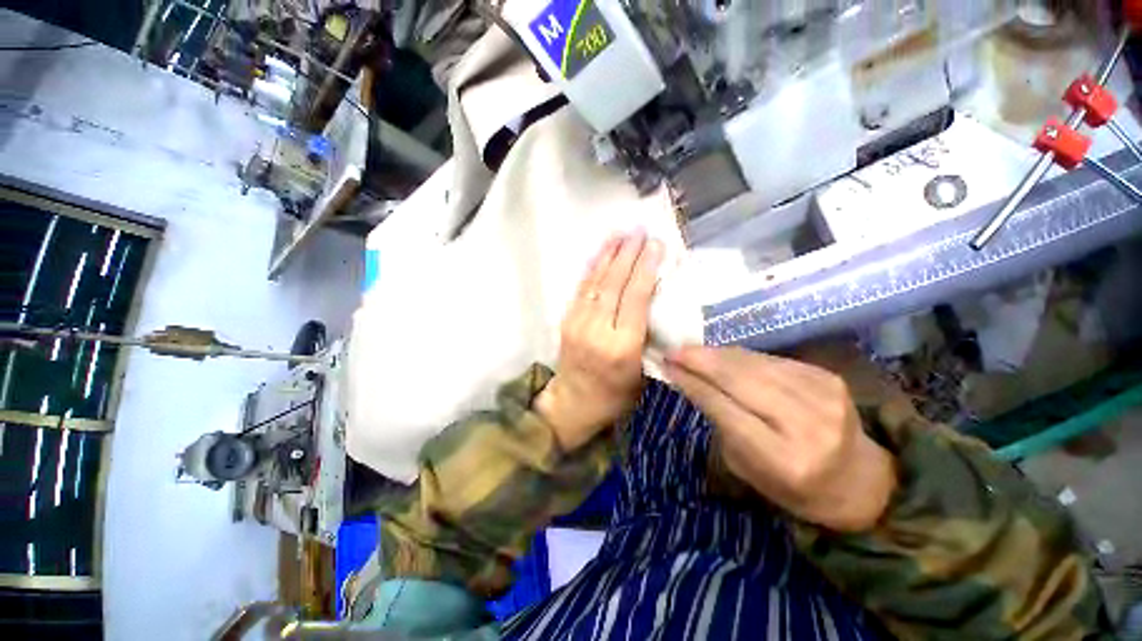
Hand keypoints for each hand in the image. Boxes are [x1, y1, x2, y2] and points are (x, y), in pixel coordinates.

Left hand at [536, 232, 662, 450]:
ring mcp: (578, 323)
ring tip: (621, 235)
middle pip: (614, 285)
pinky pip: (581, 289)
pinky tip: (601, 254)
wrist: (573, 403)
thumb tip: (653, 300)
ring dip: (609, 256)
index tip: (655, 245)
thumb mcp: (642, 373)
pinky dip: (592, 269)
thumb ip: (647, 337)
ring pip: (596, 282)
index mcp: (622, 347)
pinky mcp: (567, 320)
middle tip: (639, 232)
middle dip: (628, 255)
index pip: (635, 299)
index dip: (645, 269)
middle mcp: (598, 330)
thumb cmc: (615, 395)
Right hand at [664, 346, 895, 531]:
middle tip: (673, 350)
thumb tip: (692, 381)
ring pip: (753, 363)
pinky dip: (740, 356)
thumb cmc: (794, 486)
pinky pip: (770, 359)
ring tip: (691, 350)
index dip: (693, 383)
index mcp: (783, 458)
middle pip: (739, 378)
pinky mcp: (827, 377)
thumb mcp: (747, 467)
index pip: (724, 408)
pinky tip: (722, 356)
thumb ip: (720, 423)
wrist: (859, 479)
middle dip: (700, 360)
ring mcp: (822, 395)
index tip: (667, 365)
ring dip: (717, 354)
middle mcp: (806, 423)